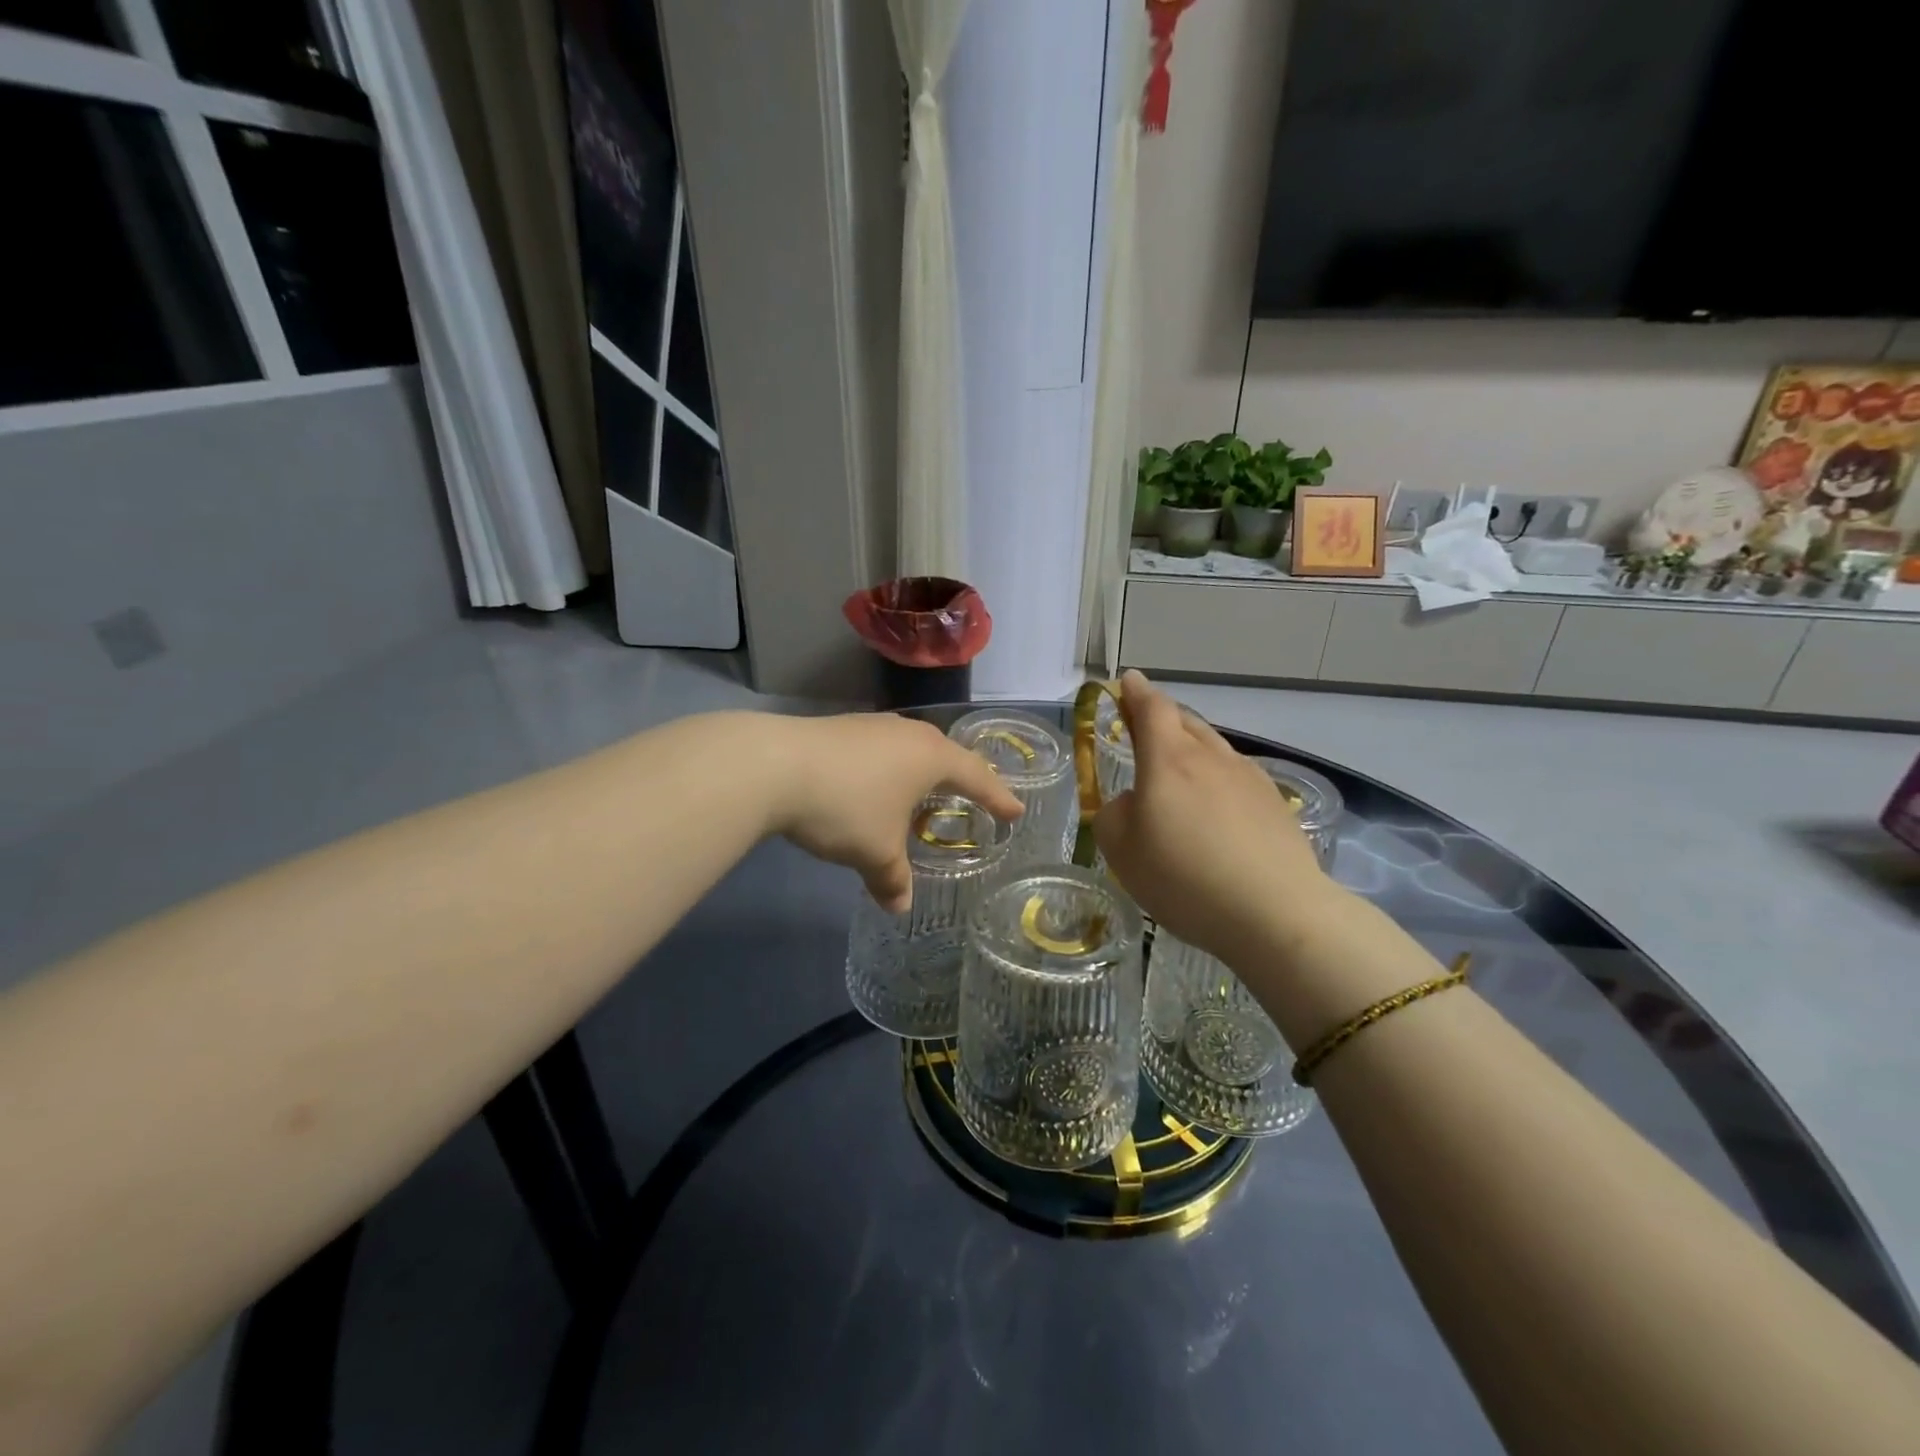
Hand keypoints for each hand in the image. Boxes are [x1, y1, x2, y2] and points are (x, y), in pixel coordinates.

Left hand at [766, 714, 1023, 911]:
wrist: (773, 765)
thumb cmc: (845, 807)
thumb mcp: (875, 852)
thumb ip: (893, 879)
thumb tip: (899, 906)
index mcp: (931, 757)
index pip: (977, 777)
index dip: (998, 797)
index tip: (1015, 812)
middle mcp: (908, 734)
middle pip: (946, 754)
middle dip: (962, 777)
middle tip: (973, 795)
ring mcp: (872, 725)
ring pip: (910, 748)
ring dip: (921, 772)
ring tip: (922, 792)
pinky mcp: (841, 728)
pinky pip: (881, 750)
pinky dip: (889, 769)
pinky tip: (874, 785)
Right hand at [1094, 672, 1330, 963]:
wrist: (1274, 912)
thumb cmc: (1184, 877)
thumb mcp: (1120, 848)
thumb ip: (1114, 813)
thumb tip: (1133, 802)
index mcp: (1169, 759)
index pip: (1151, 708)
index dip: (1136, 693)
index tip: (1128, 681)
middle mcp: (1211, 757)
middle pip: (1185, 722)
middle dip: (1162, 718)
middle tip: (1145, 725)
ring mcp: (1249, 779)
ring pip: (1213, 749)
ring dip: (1192, 750)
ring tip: (1179, 774)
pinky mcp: (1275, 805)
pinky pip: (1236, 778)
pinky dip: (1218, 781)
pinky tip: (1216, 811)